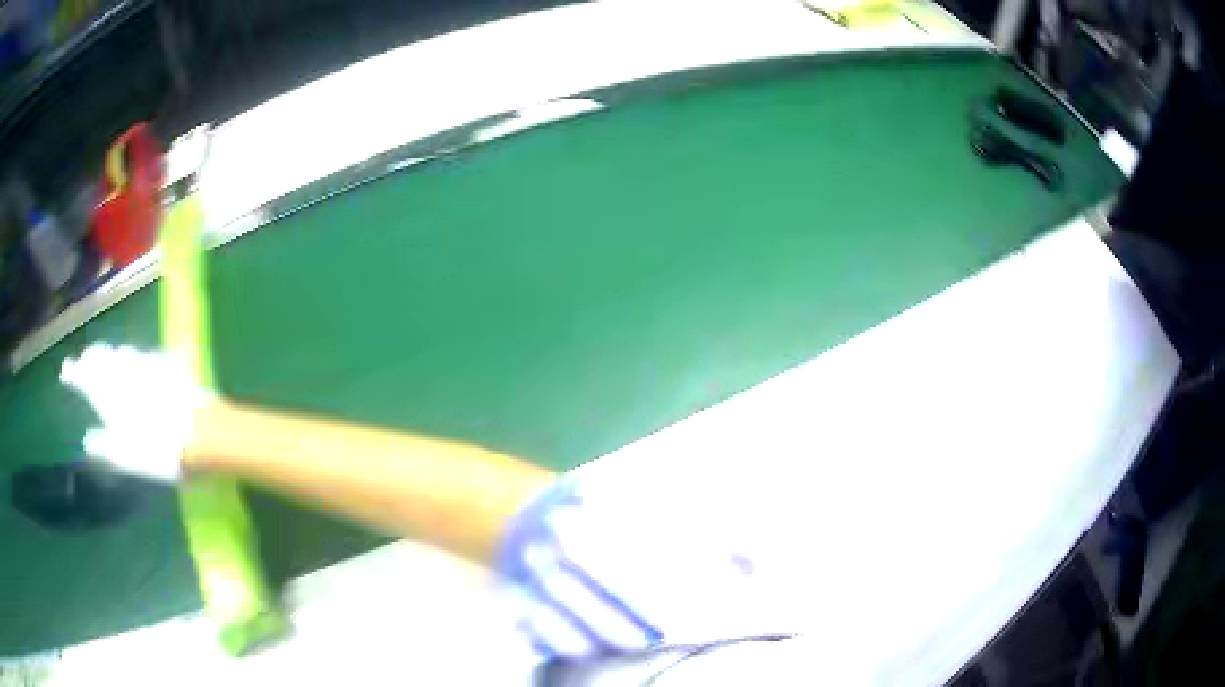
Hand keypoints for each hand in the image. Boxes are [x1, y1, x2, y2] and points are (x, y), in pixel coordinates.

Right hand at [61, 343, 214, 480]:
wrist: (200, 432)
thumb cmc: (158, 450)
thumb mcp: (125, 456)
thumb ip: (105, 446)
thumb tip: (88, 441)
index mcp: (107, 391)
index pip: (85, 376)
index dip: (74, 373)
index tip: (65, 371)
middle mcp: (121, 370)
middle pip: (101, 359)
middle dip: (89, 360)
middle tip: (82, 362)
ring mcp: (144, 363)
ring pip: (118, 353)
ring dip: (108, 355)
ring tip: (101, 359)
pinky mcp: (164, 364)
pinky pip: (139, 355)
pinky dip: (129, 357)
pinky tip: (130, 360)